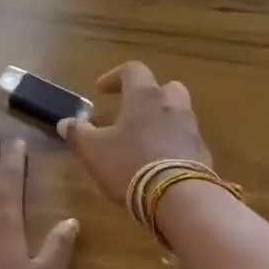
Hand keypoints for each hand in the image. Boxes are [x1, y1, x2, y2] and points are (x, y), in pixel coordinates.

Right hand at [60, 61, 211, 207]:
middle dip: (150, 95)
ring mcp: (192, 130)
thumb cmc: (129, 164)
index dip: (115, 76)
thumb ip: (78, 134)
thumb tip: (66, 122)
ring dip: (163, 121)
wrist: (178, 198)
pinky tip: (161, 163)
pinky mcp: (202, 154)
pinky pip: (186, 141)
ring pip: (180, 114)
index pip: (133, 70)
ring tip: (145, 140)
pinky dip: (174, 145)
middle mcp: (173, 106)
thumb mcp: (93, 151)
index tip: (101, 90)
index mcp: (145, 97)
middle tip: (133, 110)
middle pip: (167, 88)